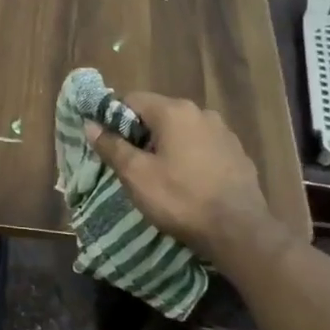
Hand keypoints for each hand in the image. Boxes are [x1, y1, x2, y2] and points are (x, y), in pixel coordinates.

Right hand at [83, 93, 283, 262]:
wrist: (238, 230)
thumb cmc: (180, 199)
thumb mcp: (136, 175)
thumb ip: (112, 146)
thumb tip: (90, 125)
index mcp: (174, 112)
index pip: (132, 99)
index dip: (114, 118)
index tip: (108, 144)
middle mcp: (201, 113)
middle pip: (158, 114)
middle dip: (141, 134)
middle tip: (130, 164)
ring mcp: (223, 132)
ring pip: (182, 131)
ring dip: (166, 146)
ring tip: (160, 175)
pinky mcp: (237, 153)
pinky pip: (203, 147)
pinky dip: (189, 157)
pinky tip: (188, 182)